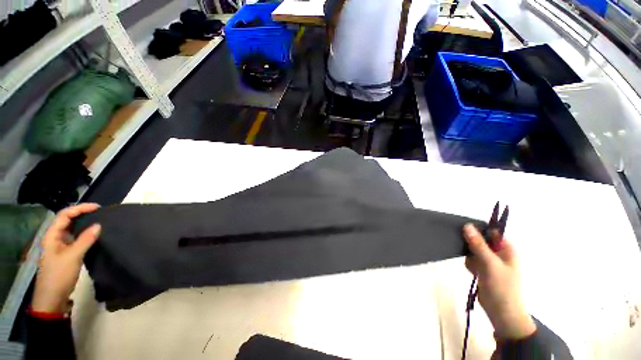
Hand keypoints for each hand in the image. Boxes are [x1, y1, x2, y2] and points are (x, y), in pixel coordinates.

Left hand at [32, 203, 100, 313]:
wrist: (53, 297)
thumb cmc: (59, 275)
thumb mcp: (73, 257)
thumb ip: (85, 240)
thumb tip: (99, 225)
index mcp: (52, 235)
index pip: (65, 215)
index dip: (80, 208)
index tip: (97, 207)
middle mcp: (55, 237)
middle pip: (67, 219)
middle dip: (82, 213)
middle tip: (100, 212)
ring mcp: (60, 245)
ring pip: (72, 228)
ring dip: (84, 223)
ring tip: (99, 220)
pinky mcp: (66, 252)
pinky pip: (76, 237)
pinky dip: (85, 233)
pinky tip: (93, 234)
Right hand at [463, 224, 535, 340]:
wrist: (501, 312)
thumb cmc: (501, 286)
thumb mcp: (490, 263)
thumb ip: (478, 244)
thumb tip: (467, 226)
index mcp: (507, 248)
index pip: (491, 232)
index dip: (478, 230)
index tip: (464, 231)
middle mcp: (499, 253)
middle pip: (480, 240)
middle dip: (472, 245)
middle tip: (469, 252)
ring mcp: (490, 261)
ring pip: (473, 250)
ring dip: (470, 256)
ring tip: (474, 267)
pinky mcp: (483, 269)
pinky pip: (472, 260)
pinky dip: (470, 264)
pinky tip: (473, 272)